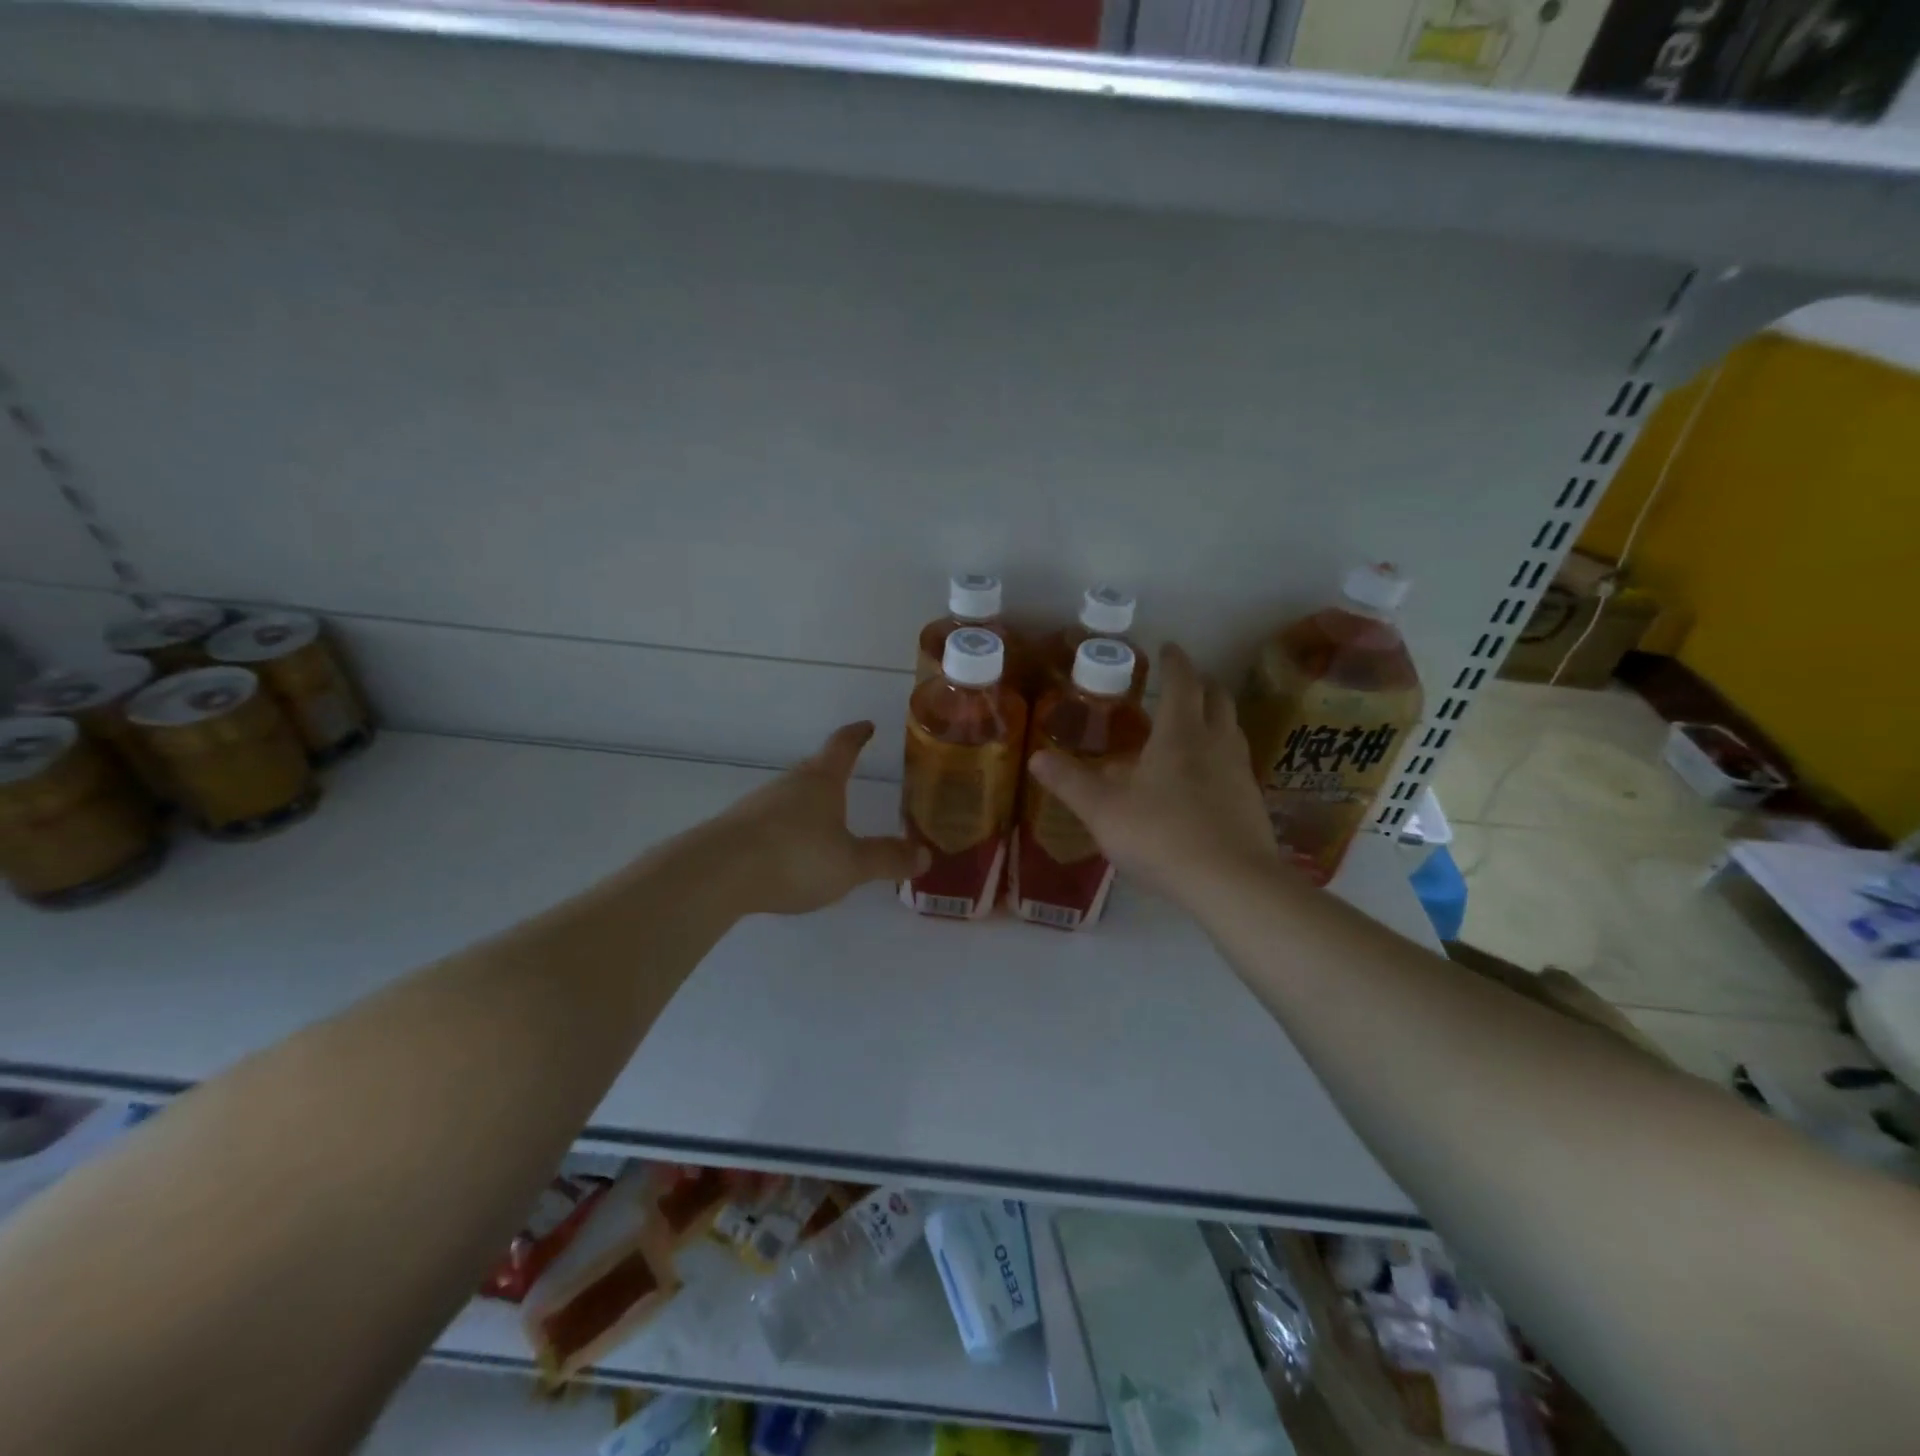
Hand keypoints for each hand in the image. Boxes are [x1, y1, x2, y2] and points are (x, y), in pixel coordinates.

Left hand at [709, 722, 928, 915]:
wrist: (718, 874)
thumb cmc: (795, 857)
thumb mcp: (851, 864)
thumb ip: (886, 859)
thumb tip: (924, 855)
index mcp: (821, 781)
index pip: (843, 746)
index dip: (857, 735)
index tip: (867, 726)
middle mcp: (790, 784)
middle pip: (815, 769)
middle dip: (833, 771)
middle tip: (850, 775)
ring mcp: (759, 805)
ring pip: (791, 796)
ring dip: (809, 802)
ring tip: (824, 819)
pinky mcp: (737, 829)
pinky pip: (773, 821)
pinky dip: (788, 828)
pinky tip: (791, 851)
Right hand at [1027, 644, 1280, 907]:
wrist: (1230, 883)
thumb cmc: (1161, 836)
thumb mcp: (1103, 811)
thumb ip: (1070, 782)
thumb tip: (1036, 757)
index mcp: (1179, 735)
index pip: (1182, 683)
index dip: (1175, 662)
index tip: (1168, 648)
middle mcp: (1215, 744)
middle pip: (1218, 699)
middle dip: (1201, 684)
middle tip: (1183, 683)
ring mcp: (1239, 773)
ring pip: (1232, 730)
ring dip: (1216, 717)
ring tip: (1196, 725)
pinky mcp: (1252, 803)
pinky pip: (1237, 763)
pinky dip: (1223, 755)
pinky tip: (1208, 778)